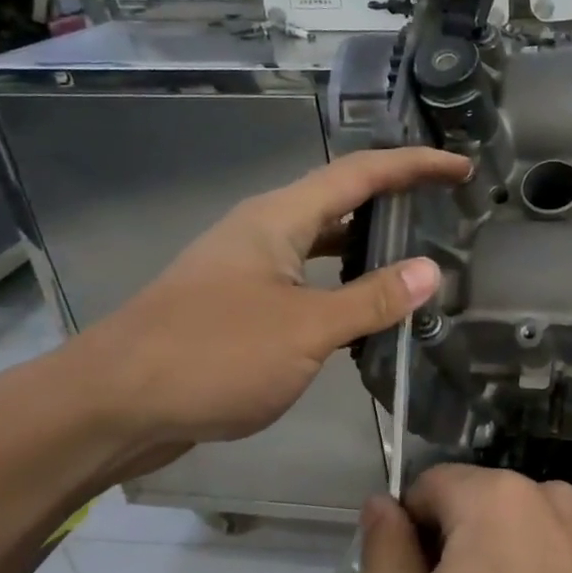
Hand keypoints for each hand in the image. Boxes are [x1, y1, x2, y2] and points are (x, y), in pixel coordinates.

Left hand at [69, 147, 469, 449]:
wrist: (111, 406)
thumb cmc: (211, 355)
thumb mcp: (305, 329)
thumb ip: (372, 300)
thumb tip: (432, 271)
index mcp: (278, 219)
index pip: (360, 174)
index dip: (414, 166)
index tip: (460, 168)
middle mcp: (263, 232)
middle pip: (340, 200)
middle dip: (393, 199)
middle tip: (444, 210)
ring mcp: (248, 269)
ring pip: (322, 244)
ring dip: (368, 245)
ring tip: (417, 256)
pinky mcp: (240, 307)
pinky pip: (306, 281)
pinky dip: (343, 286)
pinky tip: (364, 311)